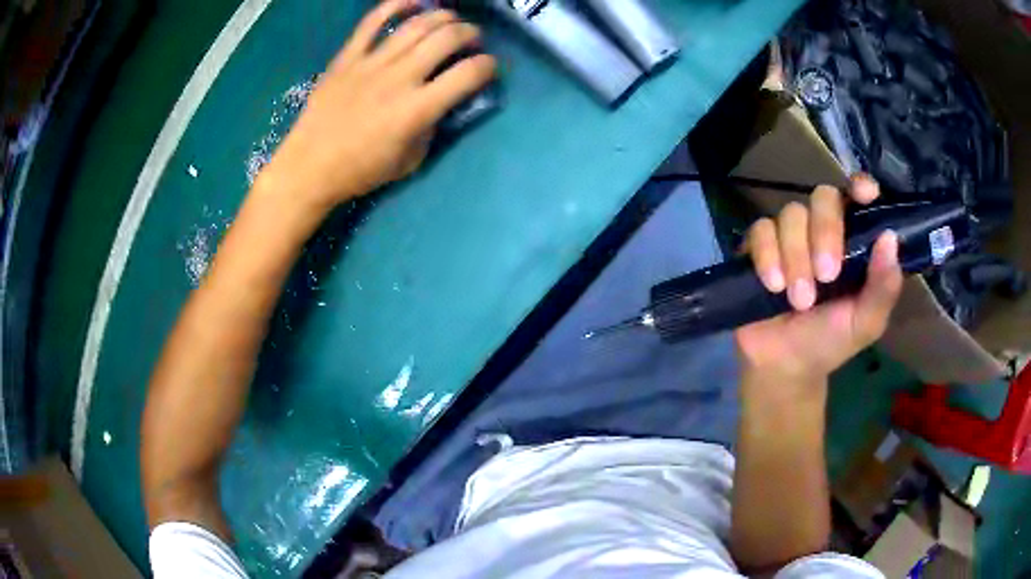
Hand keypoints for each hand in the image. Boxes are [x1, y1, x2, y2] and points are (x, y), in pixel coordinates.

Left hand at [261, 0, 495, 208]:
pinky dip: (394, 5)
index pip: (468, 74)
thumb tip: (442, 102)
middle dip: (470, 34)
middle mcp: (399, 79)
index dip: (488, 66)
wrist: (309, 167)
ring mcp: (371, 64)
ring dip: (442, 16)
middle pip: (447, 38)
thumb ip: (432, 127)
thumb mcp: (410, 160)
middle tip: (471, 40)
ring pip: (416, 25)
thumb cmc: (360, 171)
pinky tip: (412, 1)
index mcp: (417, 109)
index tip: (488, 67)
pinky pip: (371, 22)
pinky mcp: (347, 57)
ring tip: (450, 20)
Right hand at [735, 175, 903, 383]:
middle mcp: (821, 229)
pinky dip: (767, 256)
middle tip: (827, 276)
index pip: (856, 198)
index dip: (859, 187)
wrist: (785, 365)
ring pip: (791, 214)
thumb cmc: (830, 342)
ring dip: (796, 256)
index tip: (864, 195)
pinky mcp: (758, 247)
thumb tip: (889, 239)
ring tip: (799, 300)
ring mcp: (789, 235)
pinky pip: (760, 231)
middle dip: (825, 232)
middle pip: (822, 197)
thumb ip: (883, 288)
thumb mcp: (865, 322)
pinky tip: (773, 285)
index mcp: (852, 241)